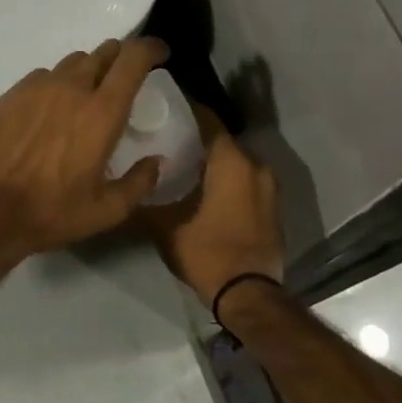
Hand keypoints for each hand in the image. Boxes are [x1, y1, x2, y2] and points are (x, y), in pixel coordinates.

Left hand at [0, 38, 170, 259]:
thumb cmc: (52, 212)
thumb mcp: (107, 211)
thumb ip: (140, 182)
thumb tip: (156, 161)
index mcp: (102, 111)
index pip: (133, 59)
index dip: (151, 49)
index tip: (160, 55)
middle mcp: (72, 88)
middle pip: (103, 52)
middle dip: (120, 58)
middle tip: (125, 76)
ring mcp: (38, 87)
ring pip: (72, 62)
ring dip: (88, 71)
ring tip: (87, 94)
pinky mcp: (12, 94)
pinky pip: (43, 75)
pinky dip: (57, 83)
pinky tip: (51, 107)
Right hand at [143, 107, 283, 305]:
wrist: (249, 295)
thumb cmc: (207, 252)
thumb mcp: (165, 227)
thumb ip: (145, 200)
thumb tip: (128, 185)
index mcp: (231, 162)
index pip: (208, 121)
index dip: (186, 111)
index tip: (164, 108)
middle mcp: (256, 166)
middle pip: (222, 141)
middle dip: (197, 139)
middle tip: (168, 139)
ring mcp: (269, 187)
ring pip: (236, 163)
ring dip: (214, 162)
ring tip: (183, 165)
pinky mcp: (273, 207)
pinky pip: (247, 181)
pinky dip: (229, 180)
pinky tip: (206, 190)